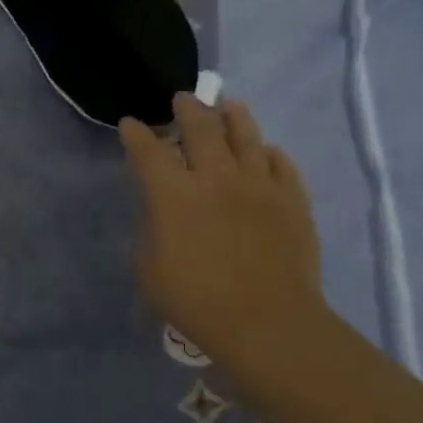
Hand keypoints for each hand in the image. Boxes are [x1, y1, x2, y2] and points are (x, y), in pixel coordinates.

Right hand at [119, 93, 323, 363]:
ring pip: (246, 134)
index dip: (135, 134)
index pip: (148, 150)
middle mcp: (216, 177)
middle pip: (201, 128)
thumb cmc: (196, 301)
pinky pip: (281, 164)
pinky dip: (269, 153)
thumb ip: (152, 232)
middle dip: (187, 109)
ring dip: (232, 115)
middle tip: (183, 99)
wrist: (267, 323)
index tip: (130, 125)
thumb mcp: (149, 270)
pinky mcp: (292, 199)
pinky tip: (266, 152)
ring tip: (227, 105)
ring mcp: (259, 184)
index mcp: (173, 194)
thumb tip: (163, 215)